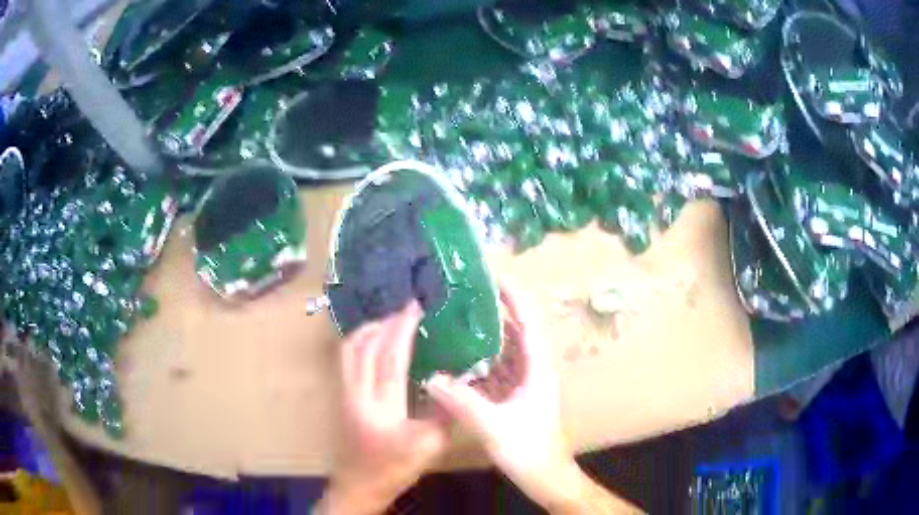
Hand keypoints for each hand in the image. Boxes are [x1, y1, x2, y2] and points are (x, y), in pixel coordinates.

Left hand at [317, 302, 448, 514]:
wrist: (359, 485)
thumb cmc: (395, 469)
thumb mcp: (431, 446)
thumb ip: (444, 413)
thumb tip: (456, 382)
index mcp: (382, 408)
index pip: (391, 358)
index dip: (402, 329)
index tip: (415, 307)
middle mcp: (357, 394)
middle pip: (364, 347)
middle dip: (385, 323)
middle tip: (406, 310)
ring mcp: (343, 394)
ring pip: (348, 350)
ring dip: (368, 330)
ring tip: (390, 321)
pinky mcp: (340, 396)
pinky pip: (345, 360)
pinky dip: (359, 343)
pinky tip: (374, 343)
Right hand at [424, 284, 581, 509]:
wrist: (545, 476)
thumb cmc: (528, 449)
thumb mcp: (493, 424)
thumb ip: (461, 401)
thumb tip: (430, 378)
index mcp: (536, 367)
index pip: (527, 321)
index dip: (513, 296)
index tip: (490, 276)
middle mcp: (532, 369)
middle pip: (514, 331)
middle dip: (492, 311)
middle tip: (462, 296)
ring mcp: (524, 383)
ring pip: (503, 351)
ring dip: (483, 337)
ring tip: (455, 321)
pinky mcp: (514, 397)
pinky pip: (495, 371)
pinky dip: (478, 362)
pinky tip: (455, 360)